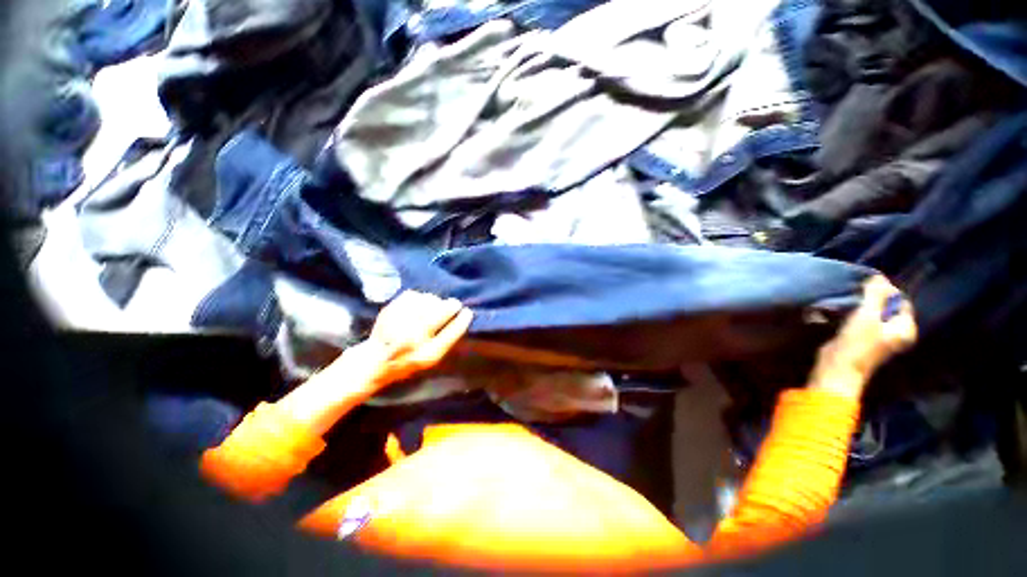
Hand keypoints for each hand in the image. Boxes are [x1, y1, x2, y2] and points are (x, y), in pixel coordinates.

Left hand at [363, 291, 473, 387]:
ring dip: (435, 301)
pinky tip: (419, 304)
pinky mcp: (390, 311)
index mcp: (427, 354)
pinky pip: (414, 296)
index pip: (452, 332)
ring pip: (428, 300)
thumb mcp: (431, 358)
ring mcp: (401, 323)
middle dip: (452, 305)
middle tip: (454, 304)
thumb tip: (462, 315)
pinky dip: (420, 297)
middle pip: (441, 311)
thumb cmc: (408, 361)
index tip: (467, 312)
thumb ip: (446, 339)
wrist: (374, 361)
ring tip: (434, 306)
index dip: (463, 320)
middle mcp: (415, 337)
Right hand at [810, 276, 916, 398]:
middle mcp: (897, 332)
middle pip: (887, 307)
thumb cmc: (857, 342)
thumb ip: (875, 294)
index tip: (865, 287)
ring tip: (846, 302)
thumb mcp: (868, 314)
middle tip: (854, 294)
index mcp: (905, 328)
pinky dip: (854, 315)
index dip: (885, 291)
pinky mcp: (863, 340)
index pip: (900, 301)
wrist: (837, 367)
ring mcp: (880, 338)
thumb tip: (878, 276)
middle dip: (871, 299)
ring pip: (873, 314)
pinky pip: (862, 321)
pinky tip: (841, 313)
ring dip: (860, 307)